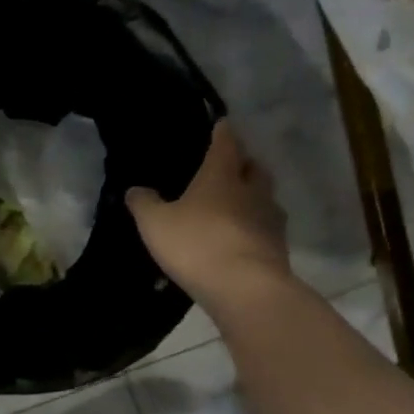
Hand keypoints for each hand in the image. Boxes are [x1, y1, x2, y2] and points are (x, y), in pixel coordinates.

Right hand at [126, 120, 290, 309]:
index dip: (223, 132)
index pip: (226, 144)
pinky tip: (241, 239)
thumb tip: (135, 189)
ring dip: (253, 198)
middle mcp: (252, 191)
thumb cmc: (197, 244)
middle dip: (244, 164)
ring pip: (265, 199)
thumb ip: (144, 204)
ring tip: (236, 206)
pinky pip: (267, 229)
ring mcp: (270, 220)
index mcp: (222, 176)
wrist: (245, 288)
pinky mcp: (278, 249)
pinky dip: (255, 229)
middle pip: (254, 168)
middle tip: (230, 168)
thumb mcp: (155, 223)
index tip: (222, 124)